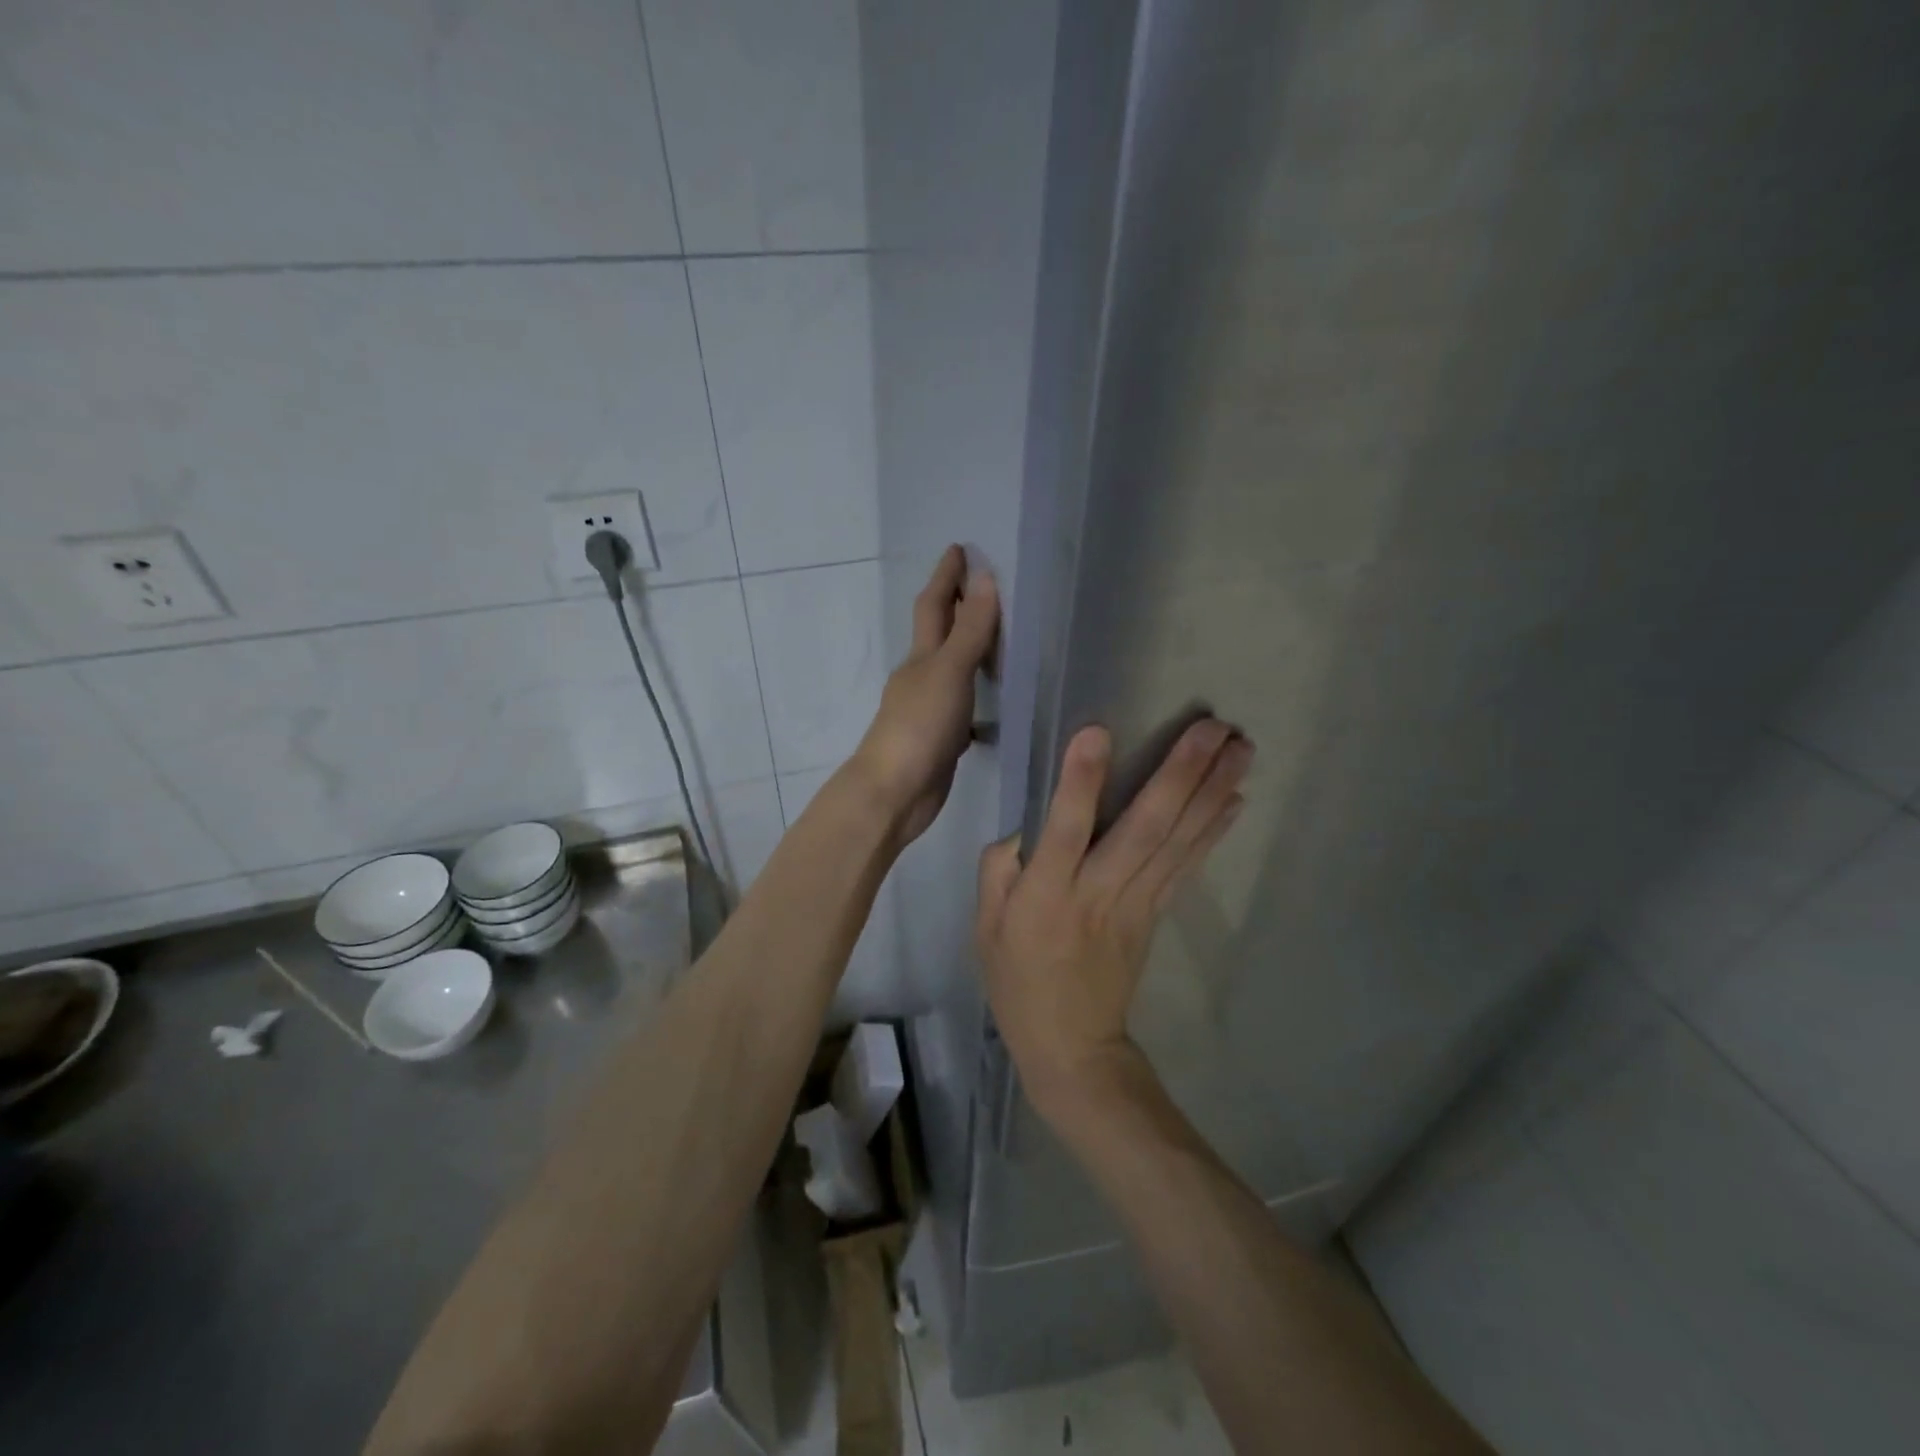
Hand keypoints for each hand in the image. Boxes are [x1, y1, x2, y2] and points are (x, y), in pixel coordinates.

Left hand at [850, 545, 999, 844]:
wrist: (894, 792)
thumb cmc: (919, 726)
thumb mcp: (949, 672)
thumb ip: (970, 629)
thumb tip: (984, 577)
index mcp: (921, 656)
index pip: (934, 605)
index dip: (946, 576)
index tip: (959, 548)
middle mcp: (922, 677)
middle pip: (939, 633)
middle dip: (955, 606)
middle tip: (982, 584)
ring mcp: (929, 709)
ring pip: (951, 669)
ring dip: (968, 651)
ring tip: (999, 637)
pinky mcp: (940, 739)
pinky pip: (963, 706)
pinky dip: (978, 696)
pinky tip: (995, 703)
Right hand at [976, 719, 1251, 1119]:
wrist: (1072, 1046)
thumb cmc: (1018, 982)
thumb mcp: (985, 928)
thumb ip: (999, 869)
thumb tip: (1027, 827)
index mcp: (1047, 895)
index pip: (1064, 830)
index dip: (1080, 782)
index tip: (1098, 731)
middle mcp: (1098, 892)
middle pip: (1144, 828)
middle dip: (1181, 773)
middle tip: (1213, 726)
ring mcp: (1136, 904)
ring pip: (1177, 841)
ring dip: (1211, 792)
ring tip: (1242, 748)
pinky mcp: (1157, 914)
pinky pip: (1187, 866)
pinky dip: (1213, 831)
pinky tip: (1236, 799)